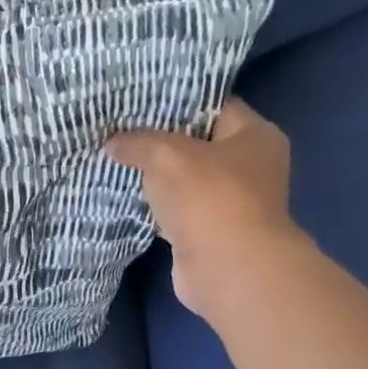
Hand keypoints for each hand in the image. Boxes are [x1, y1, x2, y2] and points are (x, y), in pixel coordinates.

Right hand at [105, 98, 302, 318]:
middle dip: (159, 138)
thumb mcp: (168, 156)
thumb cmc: (210, 199)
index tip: (138, 100)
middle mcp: (249, 165)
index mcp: (255, 135)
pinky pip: (176, 208)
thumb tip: (112, 142)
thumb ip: (138, 142)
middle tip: (118, 128)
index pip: (213, 104)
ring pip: (184, 178)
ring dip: (155, 175)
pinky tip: (125, 195)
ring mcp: (231, 201)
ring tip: (115, 158)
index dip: (176, 100)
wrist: (228, 269)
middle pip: (197, 142)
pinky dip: (155, 204)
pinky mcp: (209, 230)